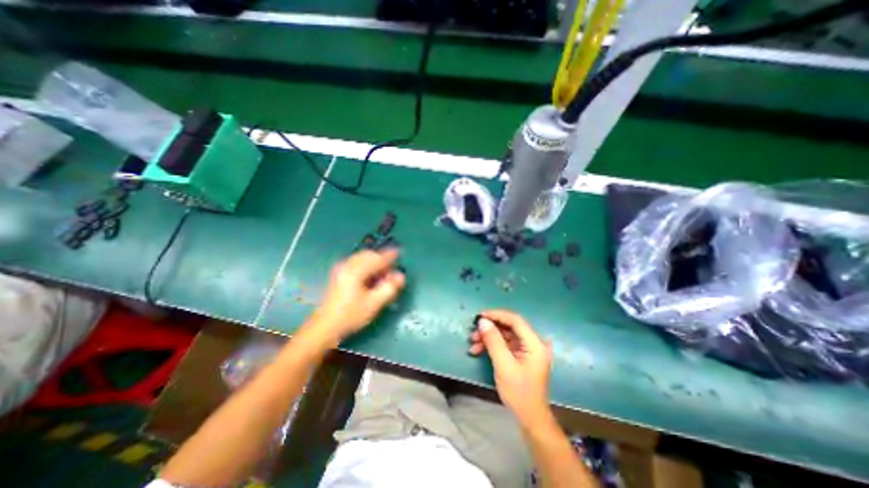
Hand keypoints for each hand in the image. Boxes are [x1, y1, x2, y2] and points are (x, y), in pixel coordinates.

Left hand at [308, 249, 405, 344]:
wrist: (325, 327)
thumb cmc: (351, 315)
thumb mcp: (373, 304)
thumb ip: (389, 288)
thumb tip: (401, 276)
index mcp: (356, 271)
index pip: (376, 258)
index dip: (389, 255)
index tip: (400, 252)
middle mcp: (347, 265)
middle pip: (368, 255)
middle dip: (382, 258)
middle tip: (392, 269)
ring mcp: (341, 268)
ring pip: (362, 258)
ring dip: (374, 261)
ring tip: (383, 273)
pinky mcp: (339, 274)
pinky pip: (356, 262)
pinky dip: (367, 264)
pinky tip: (371, 275)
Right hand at [473, 308, 551, 427]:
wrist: (530, 418)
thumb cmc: (519, 392)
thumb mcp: (503, 365)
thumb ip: (493, 341)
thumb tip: (482, 321)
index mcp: (534, 343)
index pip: (515, 320)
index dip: (497, 315)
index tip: (480, 316)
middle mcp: (532, 342)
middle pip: (509, 326)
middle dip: (490, 328)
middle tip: (473, 332)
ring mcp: (526, 349)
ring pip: (505, 334)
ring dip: (488, 337)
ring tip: (473, 342)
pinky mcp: (520, 355)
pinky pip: (504, 343)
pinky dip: (491, 345)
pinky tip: (478, 350)